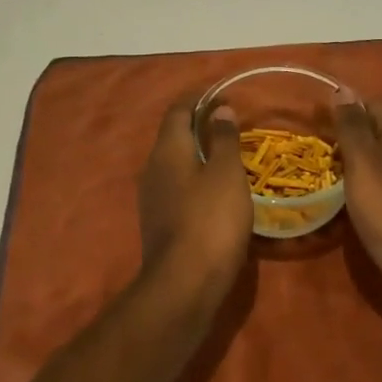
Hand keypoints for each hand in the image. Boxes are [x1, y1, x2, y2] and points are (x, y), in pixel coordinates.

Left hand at [137, 101, 253, 309]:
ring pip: (175, 162)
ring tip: (226, 154)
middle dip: (198, 124)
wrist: (184, 287)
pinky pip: (177, 186)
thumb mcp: (226, 173)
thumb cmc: (210, 219)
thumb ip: (223, 138)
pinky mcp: (158, 223)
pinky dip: (195, 178)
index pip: (178, 110)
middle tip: (229, 123)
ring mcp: (152, 197)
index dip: (198, 98)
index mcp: (168, 149)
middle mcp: (153, 167)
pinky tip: (215, 190)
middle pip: (174, 135)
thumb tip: (220, 109)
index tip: (221, 94)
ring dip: (197, 153)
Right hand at [334, 96, 381, 332]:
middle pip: (376, 134)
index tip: (315, 124)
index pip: (372, 105)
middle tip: (315, 154)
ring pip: (379, 165)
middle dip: (346, 140)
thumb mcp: (364, 161)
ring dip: (353, 169)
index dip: (344, 110)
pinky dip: (364, 194)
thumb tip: (342, 90)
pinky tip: (346, 208)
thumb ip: (352, 125)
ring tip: (324, 180)